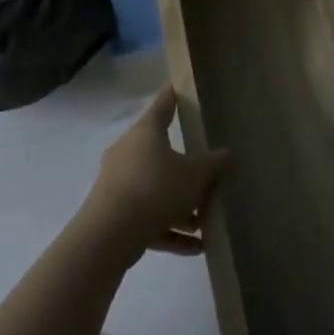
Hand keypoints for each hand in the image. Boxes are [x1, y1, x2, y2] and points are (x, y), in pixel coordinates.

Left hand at [81, 86, 228, 263]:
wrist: (109, 236)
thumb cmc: (155, 189)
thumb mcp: (195, 175)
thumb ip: (212, 164)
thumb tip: (225, 154)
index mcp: (146, 133)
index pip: (163, 105)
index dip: (173, 95)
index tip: (180, 86)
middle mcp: (128, 153)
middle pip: (161, 153)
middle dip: (185, 167)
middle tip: (208, 171)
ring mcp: (118, 184)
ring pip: (156, 189)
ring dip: (180, 205)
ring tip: (206, 221)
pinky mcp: (114, 215)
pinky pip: (148, 218)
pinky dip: (169, 230)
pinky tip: (196, 247)